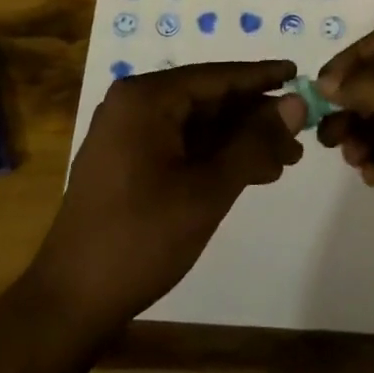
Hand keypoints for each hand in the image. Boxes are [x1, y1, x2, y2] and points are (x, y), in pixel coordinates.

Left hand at [32, 60, 305, 327]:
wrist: (72, 300)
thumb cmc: (141, 238)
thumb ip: (254, 143)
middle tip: (301, 134)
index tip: (299, 73)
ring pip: (197, 125)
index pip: (216, 76)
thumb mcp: (207, 190)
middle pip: (208, 99)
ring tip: (286, 159)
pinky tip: (250, 173)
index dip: (261, 77)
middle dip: (255, 117)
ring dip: (240, 140)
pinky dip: (215, 156)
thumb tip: (296, 104)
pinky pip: (181, 145)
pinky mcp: (127, 161)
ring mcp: (128, 134)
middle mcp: (134, 105)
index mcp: (146, 98)